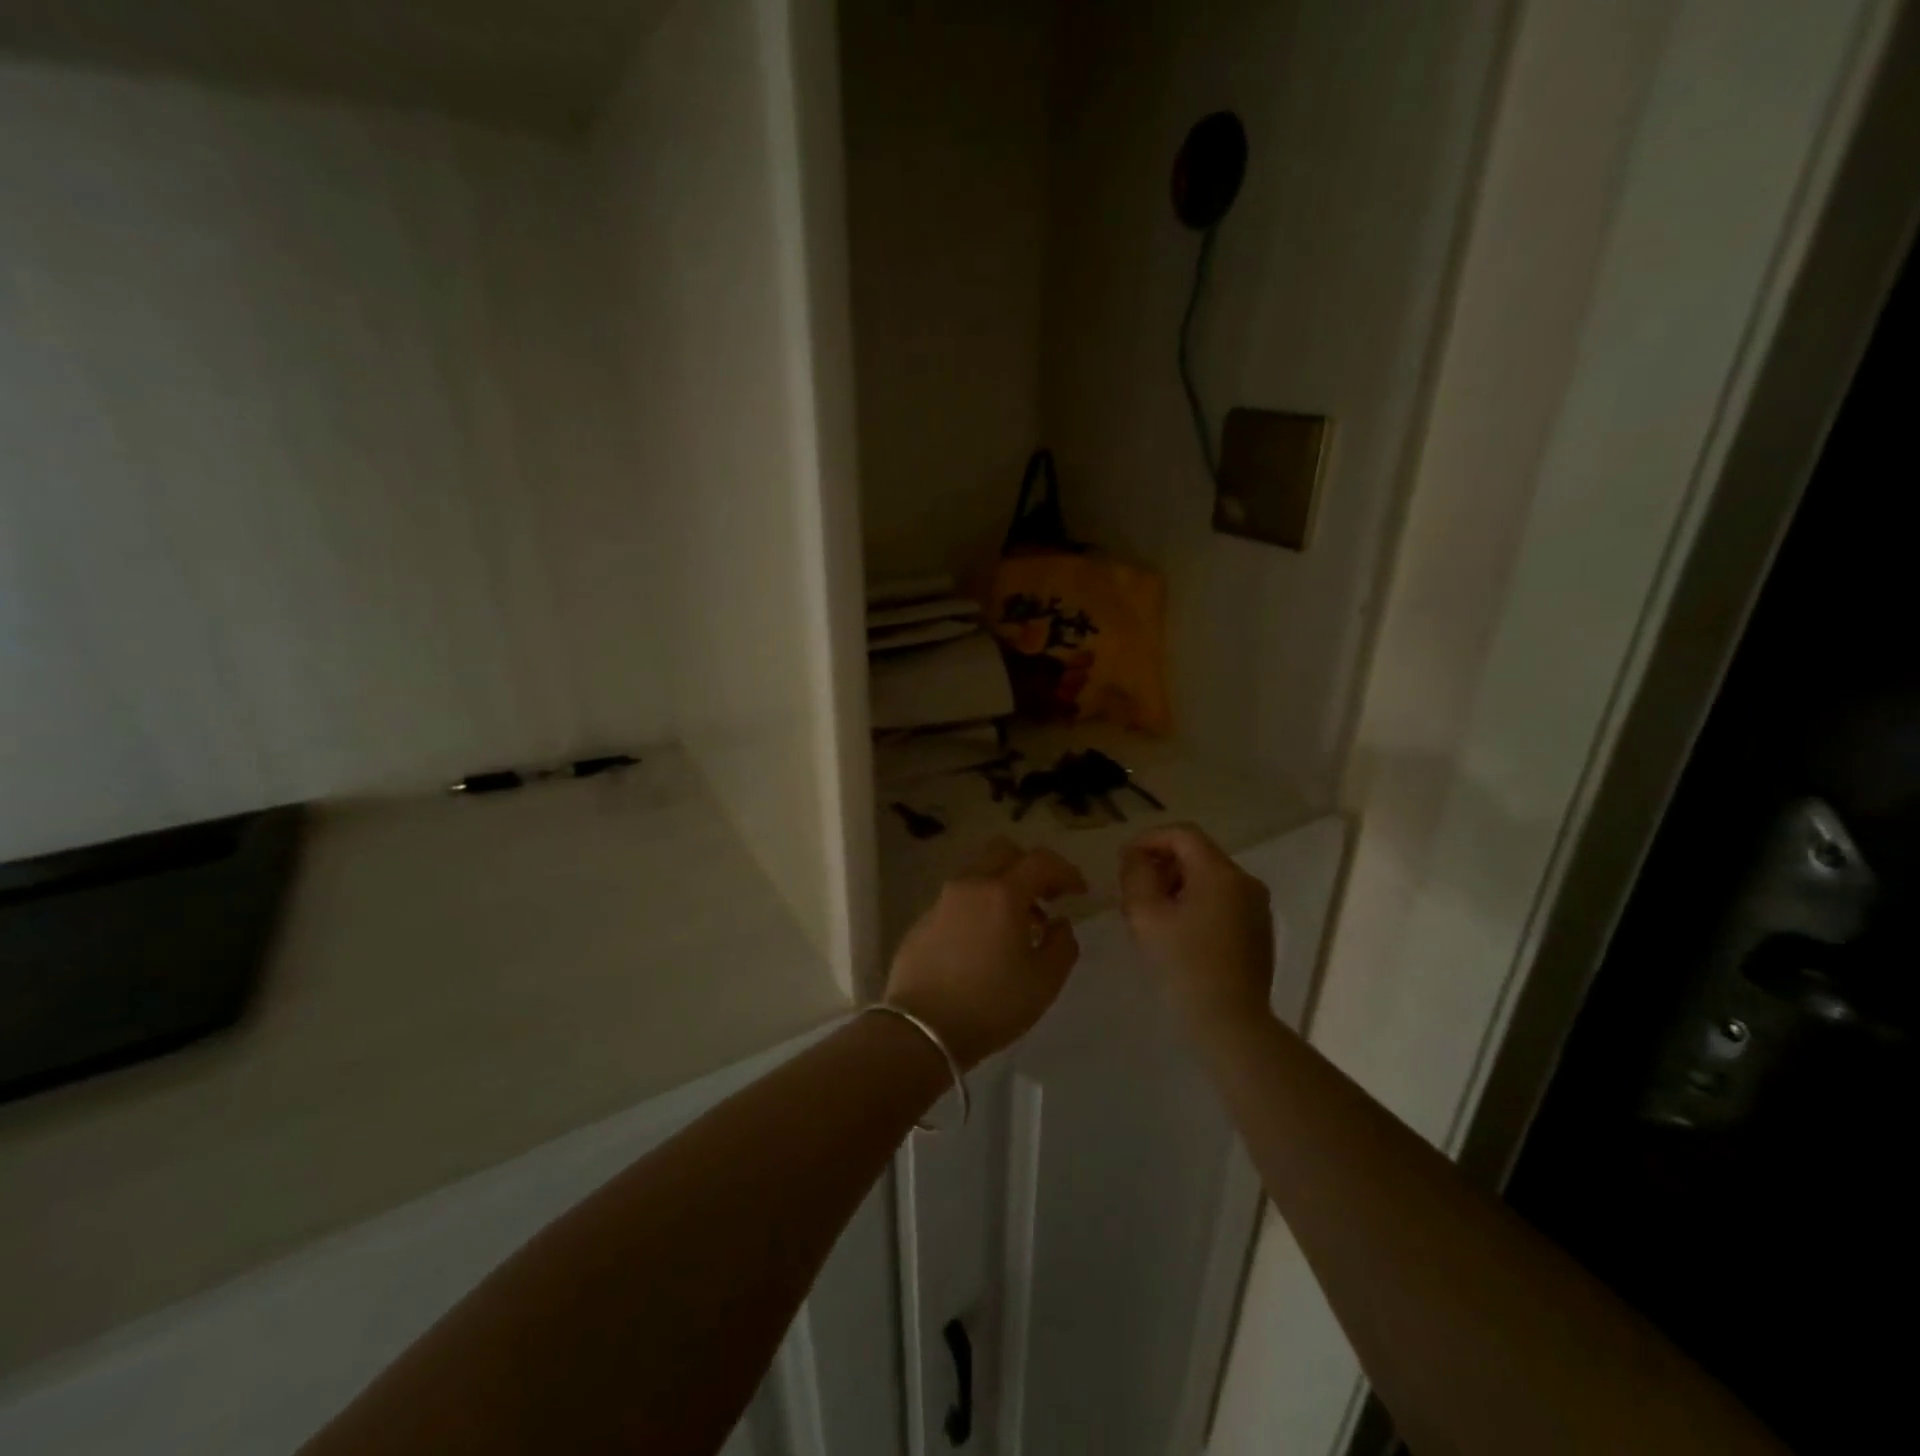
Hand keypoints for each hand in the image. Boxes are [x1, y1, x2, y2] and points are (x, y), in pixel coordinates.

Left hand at [884, 838, 1087, 1068]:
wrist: (921, 1029)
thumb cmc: (991, 1004)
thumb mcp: (1044, 982)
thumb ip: (1062, 945)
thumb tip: (1059, 924)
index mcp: (1002, 893)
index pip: (1040, 861)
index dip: (1066, 871)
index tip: (1079, 892)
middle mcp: (969, 885)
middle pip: (1003, 852)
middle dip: (1030, 867)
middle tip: (1047, 897)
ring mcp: (941, 901)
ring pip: (978, 874)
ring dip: (1003, 887)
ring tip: (1019, 925)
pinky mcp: (923, 920)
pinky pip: (959, 899)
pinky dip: (980, 906)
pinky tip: (985, 942)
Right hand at [1119, 824, 1273, 1032]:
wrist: (1231, 1024)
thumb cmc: (1183, 966)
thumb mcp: (1146, 916)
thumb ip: (1136, 875)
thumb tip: (1135, 856)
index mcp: (1220, 873)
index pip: (1182, 834)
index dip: (1149, 839)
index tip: (1124, 860)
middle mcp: (1245, 881)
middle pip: (1197, 854)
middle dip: (1162, 863)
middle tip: (1133, 888)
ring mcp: (1256, 907)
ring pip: (1210, 878)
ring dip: (1177, 884)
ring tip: (1151, 912)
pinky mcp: (1258, 930)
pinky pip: (1222, 900)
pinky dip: (1196, 902)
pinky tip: (1177, 931)